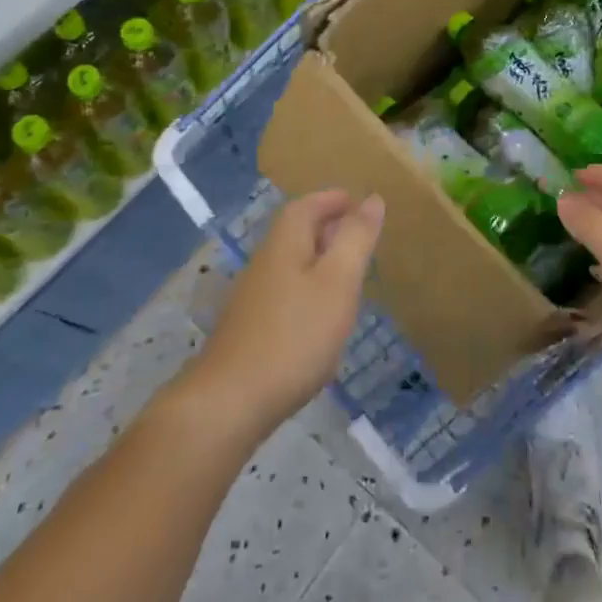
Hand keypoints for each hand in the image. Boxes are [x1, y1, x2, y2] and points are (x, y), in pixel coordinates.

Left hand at [185, 190, 383, 441]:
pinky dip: (307, 292)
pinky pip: (284, 295)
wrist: (229, 403)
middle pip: (295, 234)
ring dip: (318, 261)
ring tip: (347, 276)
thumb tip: (373, 199)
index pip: (305, 207)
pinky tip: (320, 320)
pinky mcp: (249, 332)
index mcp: (284, 245)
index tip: (357, 202)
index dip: (331, 199)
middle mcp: (264, 264)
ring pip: (290, 266)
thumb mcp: (337, 283)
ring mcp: (252, 300)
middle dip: (326, 228)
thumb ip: (356, 239)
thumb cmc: (294, 335)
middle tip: (358, 236)